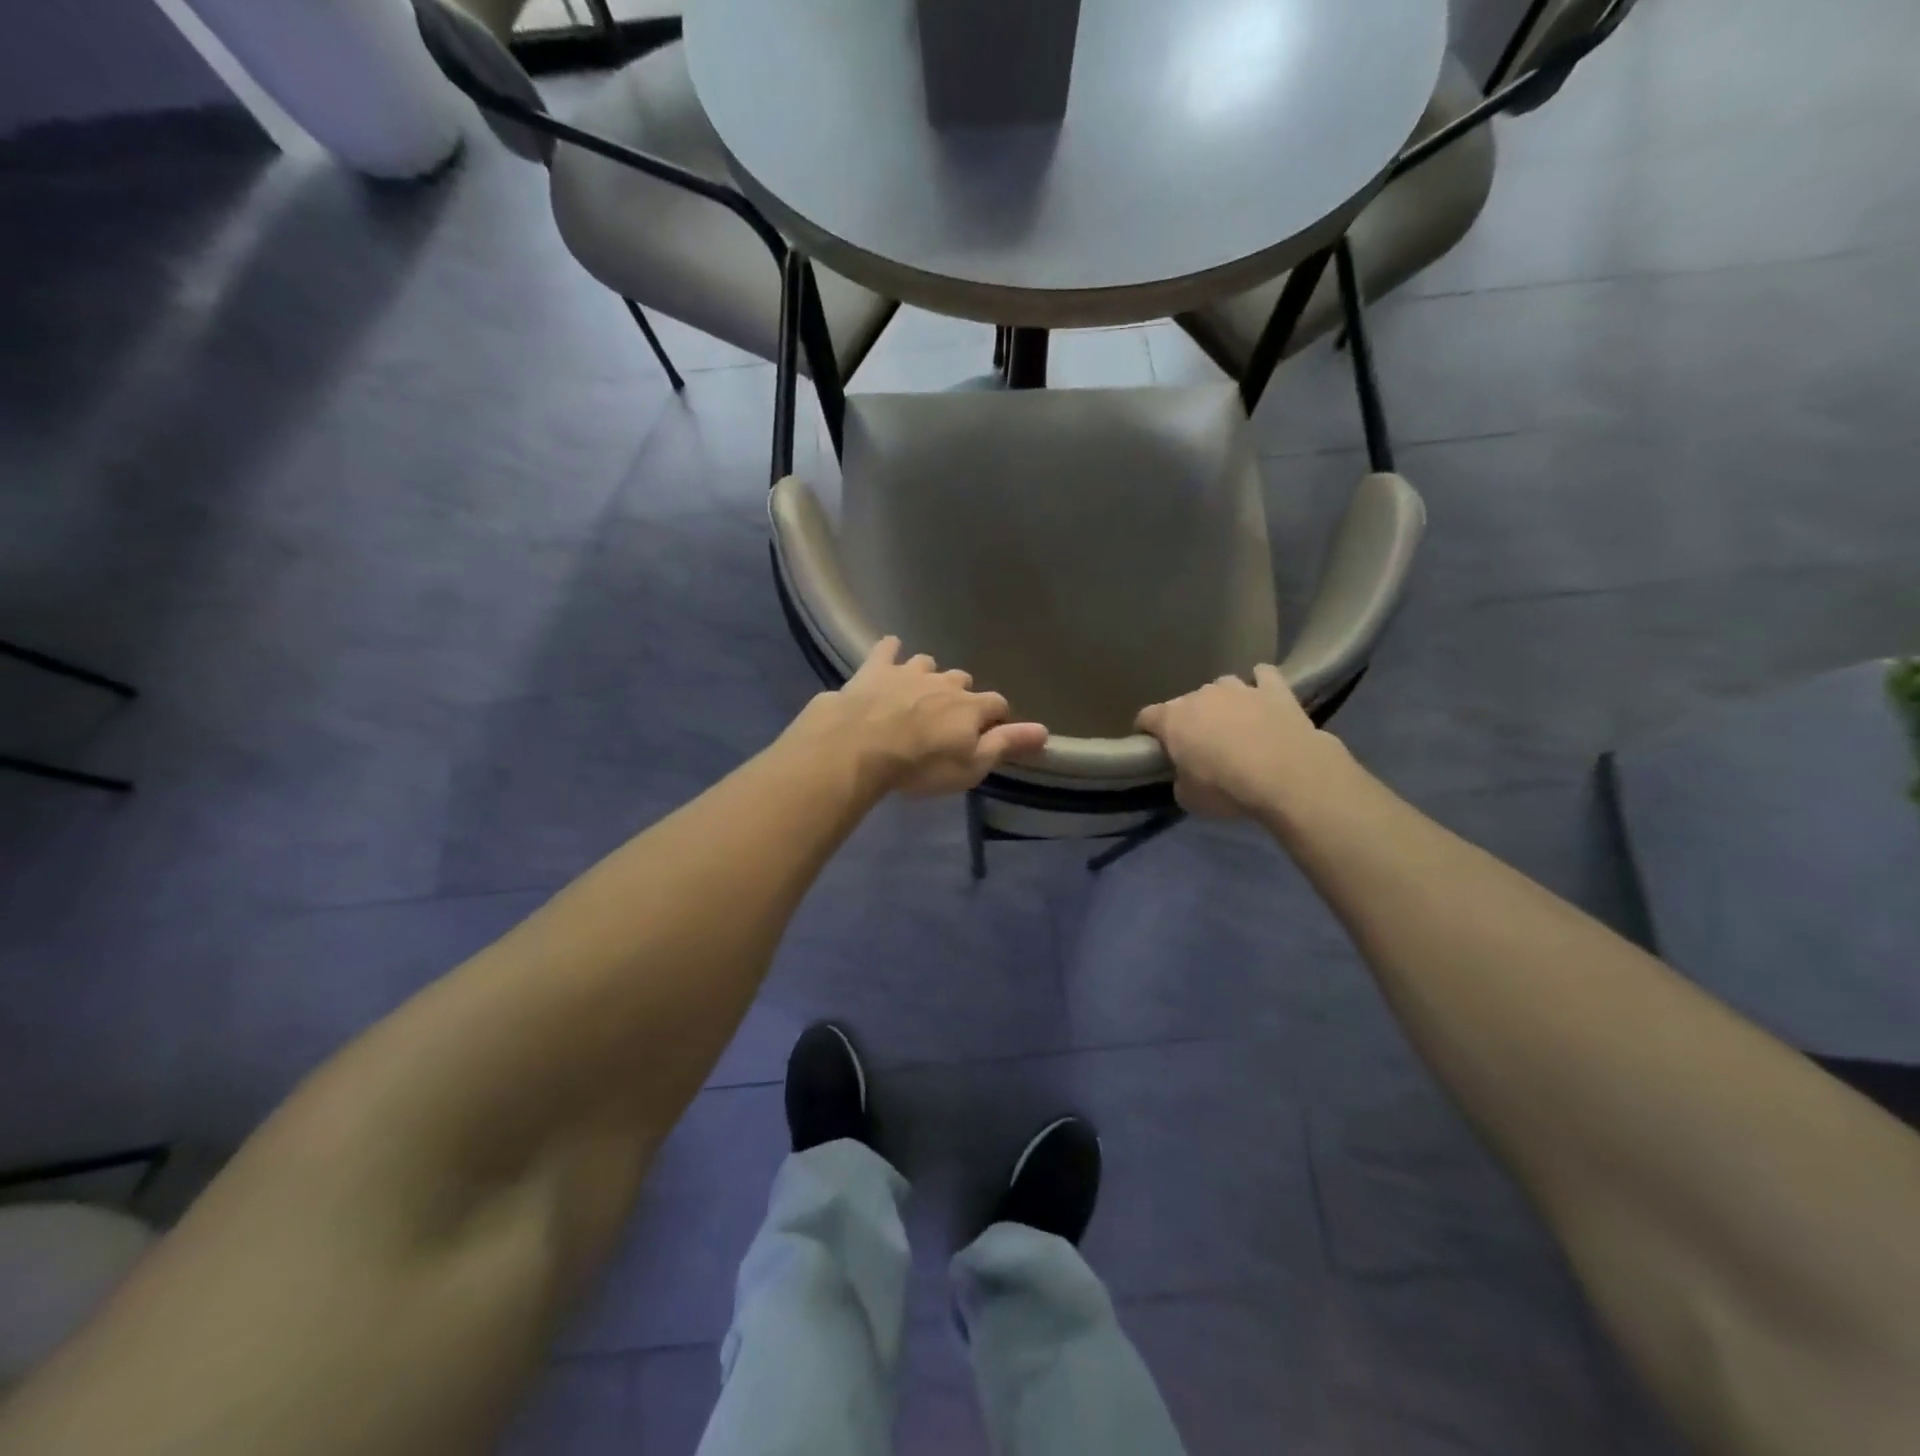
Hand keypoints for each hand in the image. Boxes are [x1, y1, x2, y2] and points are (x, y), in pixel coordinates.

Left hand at [789, 638, 1048, 797]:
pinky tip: (890, 650)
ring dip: (928, 675)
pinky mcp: (877, 668)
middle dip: (961, 694)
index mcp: (970, 706)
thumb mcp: (970, 765)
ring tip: (920, 690)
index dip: (996, 717)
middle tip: (949, 715)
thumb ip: (1006, 745)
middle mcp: (945, 682)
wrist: (861, 745)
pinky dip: (891, 650)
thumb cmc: (920, 764)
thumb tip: (1045, 731)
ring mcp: (910, 671)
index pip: (997, 704)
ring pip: (927, 663)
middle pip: (962, 680)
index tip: (991, 729)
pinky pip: (888, 649)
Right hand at [1135, 664, 1349, 818]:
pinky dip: (1260, 683)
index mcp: (1172, 719)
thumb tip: (1185, 774)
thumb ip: (1180, 780)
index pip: (1146, 717)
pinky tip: (1263, 697)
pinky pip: (1263, 676)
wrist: (1287, 776)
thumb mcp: (1189, 798)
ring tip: (1234, 724)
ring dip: (1223, 703)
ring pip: (1222, 686)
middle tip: (1200, 746)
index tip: (1153, 748)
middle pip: (1186, 703)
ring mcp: (1240, 688)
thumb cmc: (1226, 788)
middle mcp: (1201, 695)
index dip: (1146, 732)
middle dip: (1189, 720)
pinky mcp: (1275, 689)